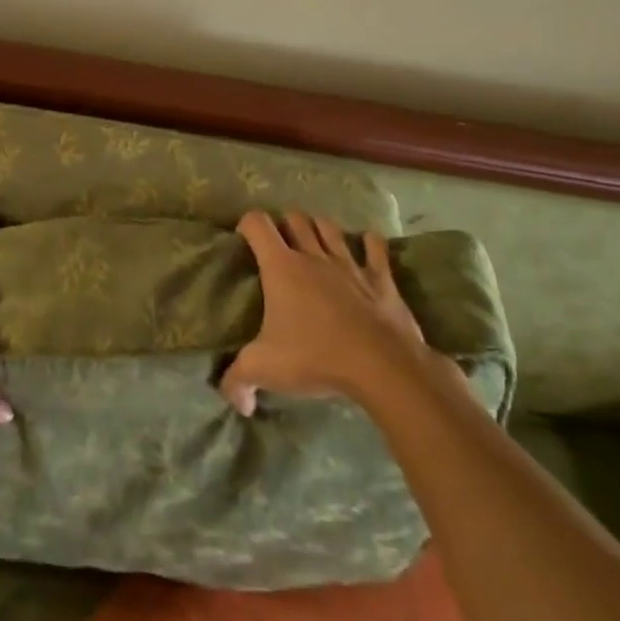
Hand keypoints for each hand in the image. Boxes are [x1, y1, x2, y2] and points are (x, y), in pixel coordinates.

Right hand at [222, 208, 435, 416]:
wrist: (382, 366)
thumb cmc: (316, 358)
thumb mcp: (265, 370)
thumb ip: (239, 381)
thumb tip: (236, 402)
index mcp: (281, 267)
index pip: (257, 223)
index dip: (247, 225)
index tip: (244, 241)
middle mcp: (313, 255)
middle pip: (295, 218)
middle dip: (284, 225)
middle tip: (280, 246)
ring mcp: (349, 262)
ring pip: (330, 227)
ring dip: (320, 229)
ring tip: (315, 243)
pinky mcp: (380, 277)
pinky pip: (374, 246)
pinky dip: (368, 243)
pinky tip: (365, 248)